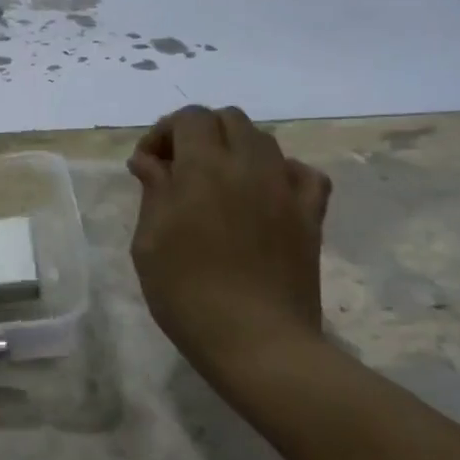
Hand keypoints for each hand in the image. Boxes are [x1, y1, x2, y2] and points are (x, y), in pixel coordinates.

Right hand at [128, 106, 330, 382]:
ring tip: (217, 184)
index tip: (148, 165)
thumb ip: (153, 191)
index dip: (164, 132)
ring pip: (264, 140)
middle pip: (228, 119)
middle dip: (198, 134)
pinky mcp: (311, 214)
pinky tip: (264, 195)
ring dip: (235, 149)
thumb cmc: (187, 293)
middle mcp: (249, 165)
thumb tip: (149, 160)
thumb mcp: (148, 242)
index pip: (189, 118)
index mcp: (204, 168)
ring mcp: (286, 188)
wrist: (256, 341)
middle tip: (178, 169)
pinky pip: (302, 173)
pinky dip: (280, 172)